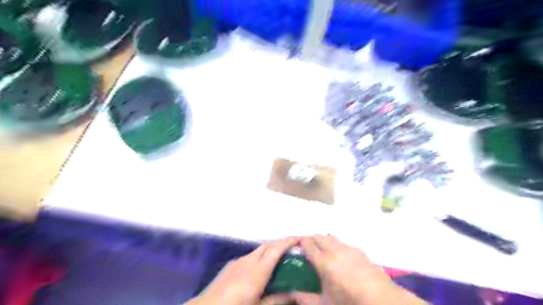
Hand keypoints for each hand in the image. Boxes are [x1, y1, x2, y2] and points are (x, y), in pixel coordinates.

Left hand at [185, 237, 295, 304]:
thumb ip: (277, 300)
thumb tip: (295, 294)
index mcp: (257, 272)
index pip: (275, 250)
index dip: (288, 242)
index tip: (299, 239)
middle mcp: (248, 261)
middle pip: (267, 245)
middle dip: (281, 243)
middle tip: (293, 248)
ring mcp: (238, 261)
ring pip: (258, 250)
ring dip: (270, 250)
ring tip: (279, 258)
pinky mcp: (231, 264)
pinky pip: (250, 256)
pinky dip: (260, 256)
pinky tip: (260, 268)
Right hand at [286, 236, 426, 304]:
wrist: (382, 300)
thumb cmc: (350, 303)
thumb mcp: (325, 304)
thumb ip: (306, 298)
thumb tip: (291, 293)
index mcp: (324, 262)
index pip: (308, 244)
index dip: (300, 242)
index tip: (295, 245)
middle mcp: (335, 250)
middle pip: (319, 236)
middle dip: (311, 239)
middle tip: (307, 248)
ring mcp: (348, 248)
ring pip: (331, 237)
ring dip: (323, 240)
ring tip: (321, 249)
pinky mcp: (359, 250)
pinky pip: (342, 242)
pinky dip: (336, 244)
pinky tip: (339, 255)